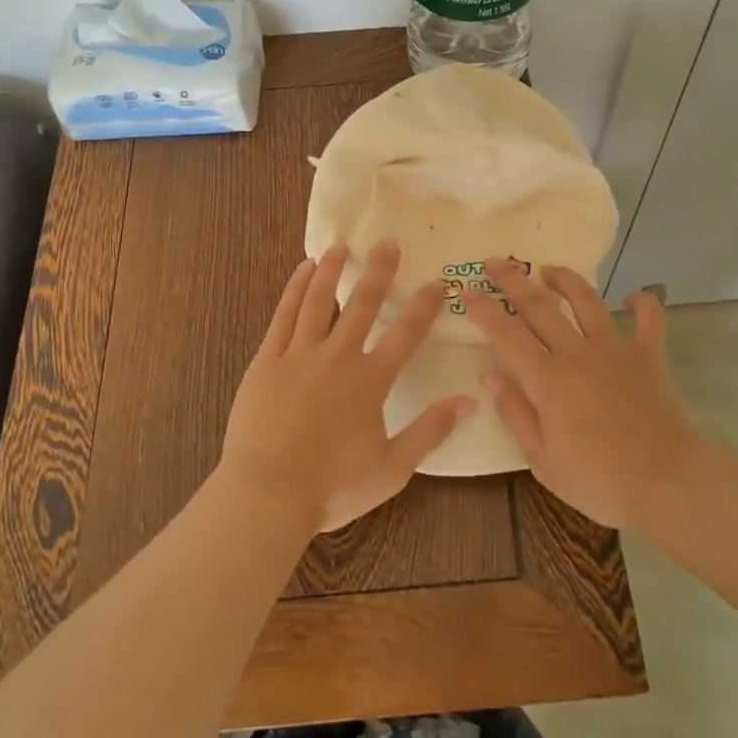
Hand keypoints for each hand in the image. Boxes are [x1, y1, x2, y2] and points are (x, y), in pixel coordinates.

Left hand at [221, 242, 470, 532]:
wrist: (267, 495)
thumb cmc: (332, 487)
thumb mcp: (392, 468)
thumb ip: (430, 431)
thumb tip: (469, 401)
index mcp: (370, 381)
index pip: (406, 334)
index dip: (425, 306)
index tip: (438, 282)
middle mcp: (338, 357)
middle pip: (363, 304)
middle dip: (379, 272)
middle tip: (388, 243)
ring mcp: (300, 355)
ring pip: (319, 300)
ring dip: (333, 270)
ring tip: (342, 246)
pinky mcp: (268, 360)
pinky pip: (284, 315)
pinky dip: (295, 288)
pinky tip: (303, 270)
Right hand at [464, 261, 700, 529]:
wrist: (667, 482)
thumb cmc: (599, 480)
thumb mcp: (543, 460)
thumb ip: (516, 413)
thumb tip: (490, 376)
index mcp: (548, 379)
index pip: (506, 334)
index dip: (483, 310)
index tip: (465, 291)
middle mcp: (577, 353)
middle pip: (540, 306)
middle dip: (513, 281)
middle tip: (496, 263)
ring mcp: (615, 350)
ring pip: (587, 301)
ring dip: (566, 280)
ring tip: (550, 269)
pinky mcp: (649, 356)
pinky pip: (650, 320)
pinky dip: (644, 303)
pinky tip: (635, 296)